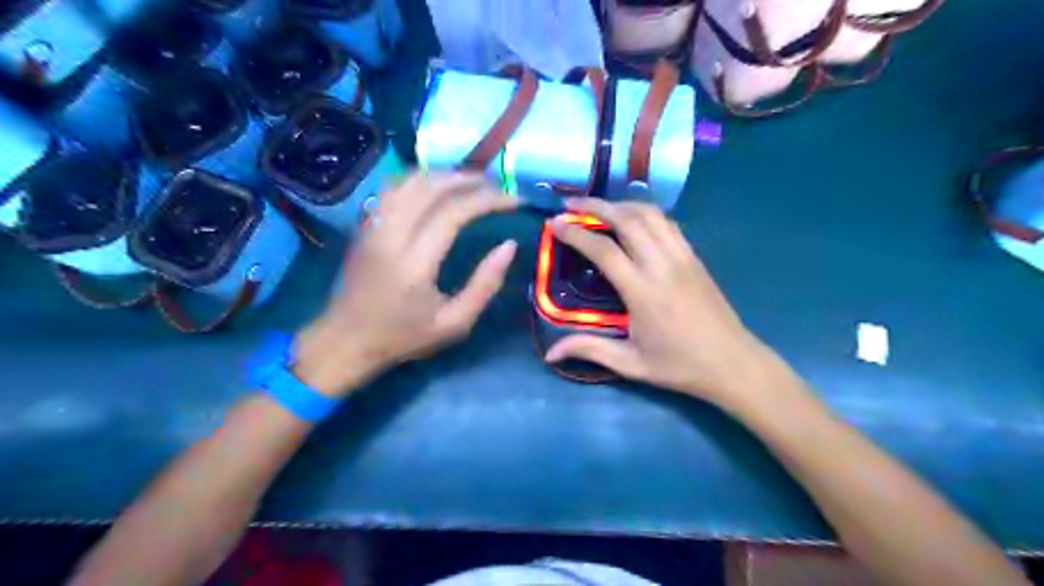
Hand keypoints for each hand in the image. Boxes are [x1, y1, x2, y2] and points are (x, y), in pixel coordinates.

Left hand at [290, 172, 519, 395]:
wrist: (347, 340)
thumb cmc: (404, 336)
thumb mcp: (455, 323)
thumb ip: (485, 285)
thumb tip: (509, 246)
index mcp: (414, 264)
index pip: (453, 213)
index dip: (488, 200)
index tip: (514, 201)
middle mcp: (390, 236)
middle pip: (431, 187)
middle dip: (470, 180)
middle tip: (497, 186)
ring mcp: (373, 226)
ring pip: (410, 181)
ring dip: (445, 175)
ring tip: (473, 182)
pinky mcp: (365, 225)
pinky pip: (394, 188)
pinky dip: (422, 179)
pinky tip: (438, 186)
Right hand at [548, 200, 774, 409]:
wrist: (733, 363)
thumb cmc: (679, 366)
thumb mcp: (631, 364)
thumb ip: (589, 350)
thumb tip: (551, 354)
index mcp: (643, 292)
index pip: (604, 250)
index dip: (576, 233)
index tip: (554, 223)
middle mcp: (662, 265)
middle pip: (628, 219)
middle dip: (596, 205)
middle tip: (571, 203)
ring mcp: (682, 257)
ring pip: (650, 214)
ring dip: (620, 204)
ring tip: (598, 207)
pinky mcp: (695, 257)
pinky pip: (668, 223)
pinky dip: (645, 213)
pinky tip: (632, 219)